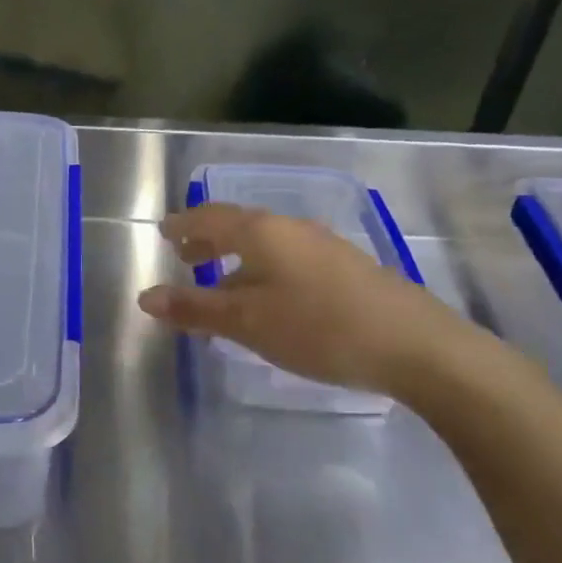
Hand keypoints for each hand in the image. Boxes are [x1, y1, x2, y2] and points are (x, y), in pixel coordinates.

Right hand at [137, 201, 487, 401]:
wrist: (416, 345)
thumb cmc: (318, 327)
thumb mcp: (248, 322)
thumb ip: (195, 309)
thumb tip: (145, 297)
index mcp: (261, 231)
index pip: (209, 217)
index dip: (183, 225)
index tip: (164, 233)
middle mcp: (290, 228)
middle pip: (238, 226)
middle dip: (208, 240)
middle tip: (185, 258)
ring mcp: (323, 246)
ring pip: (265, 244)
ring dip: (236, 258)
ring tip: (222, 283)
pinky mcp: (346, 268)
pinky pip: (288, 258)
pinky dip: (263, 270)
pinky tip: (270, 298)